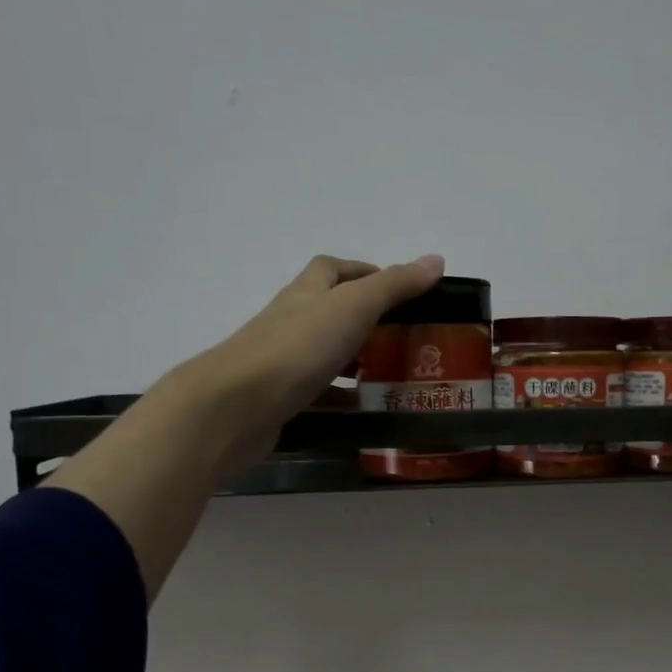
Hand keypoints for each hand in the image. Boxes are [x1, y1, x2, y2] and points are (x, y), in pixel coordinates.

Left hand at [183, 253, 444, 473]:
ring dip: (354, 360)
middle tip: (404, 338)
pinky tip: (364, 412)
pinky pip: (318, 393)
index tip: (398, 290)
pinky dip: (342, 398)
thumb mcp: (354, 308)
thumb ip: (394, 286)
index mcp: (307, 294)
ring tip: (393, 376)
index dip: (362, 271)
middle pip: (329, 311)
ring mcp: (282, 362)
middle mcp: (291, 322)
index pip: (332, 269)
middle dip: (365, 320)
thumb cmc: (297, 348)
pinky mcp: (280, 399)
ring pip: (324, 354)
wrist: (236, 406)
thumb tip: (436, 259)